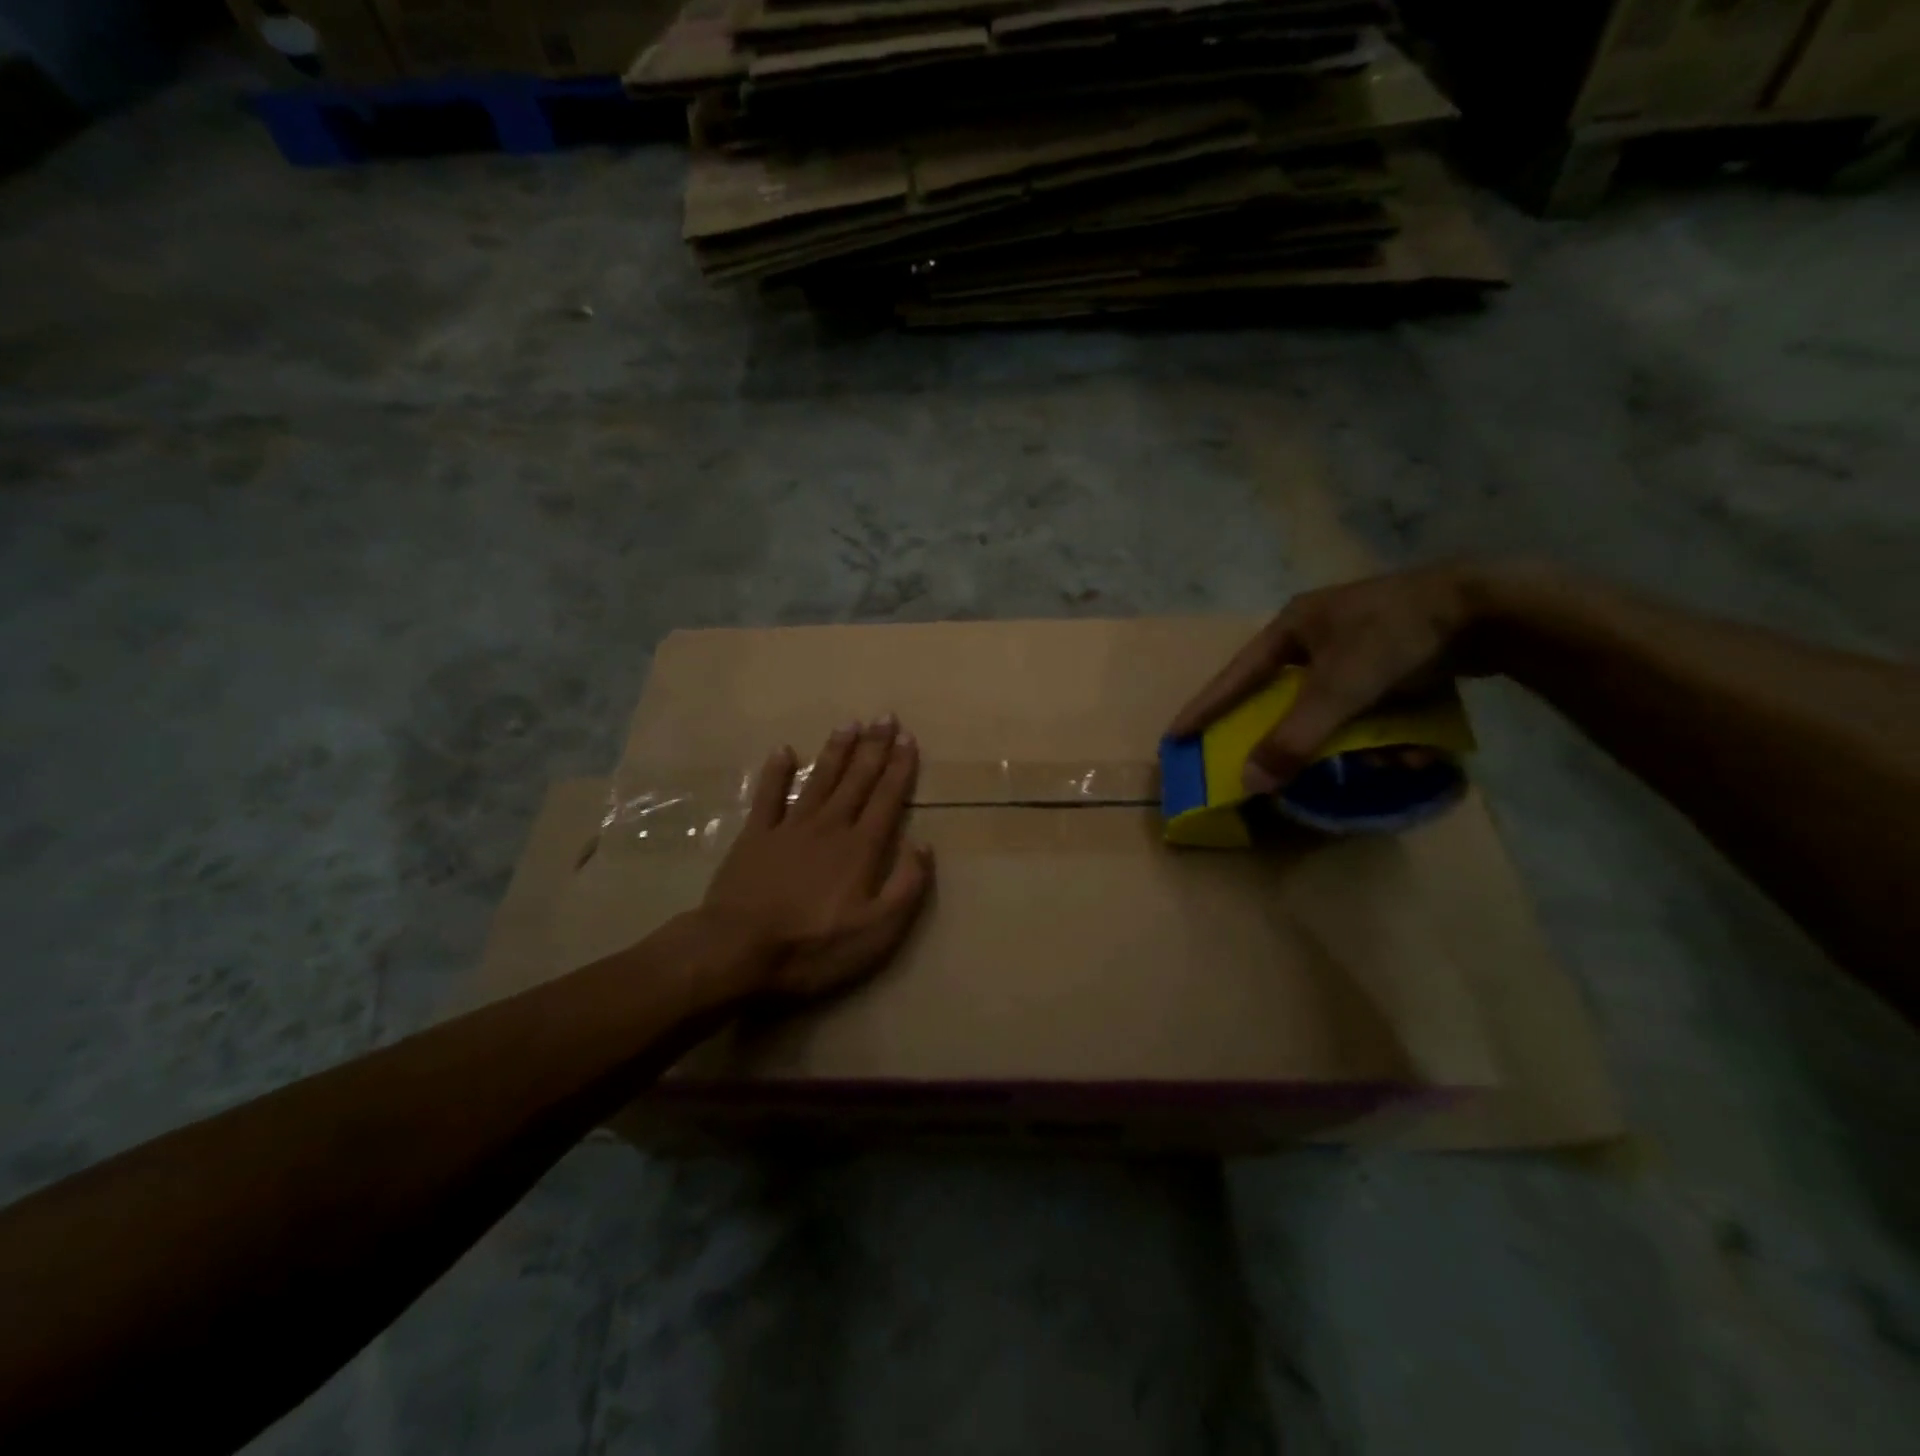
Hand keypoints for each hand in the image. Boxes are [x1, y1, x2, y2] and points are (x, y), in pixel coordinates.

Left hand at [700, 717, 934, 1000]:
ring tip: (849, 724)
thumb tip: (923, 844)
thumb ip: (906, 886)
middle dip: (874, 748)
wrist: (739, 950)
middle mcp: (829, 826)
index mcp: (861, 848)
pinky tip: (783, 751)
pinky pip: (768, 796)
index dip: (900, 768)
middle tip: (885, 717)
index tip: (908, 738)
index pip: (887, 799)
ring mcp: (789, 827)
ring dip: (836, 751)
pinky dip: (776, 772)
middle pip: (856, 780)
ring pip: (819, 779)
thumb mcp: (878, 931)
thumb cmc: (814, 947)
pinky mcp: (755, 836)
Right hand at [1169, 562, 1502, 793]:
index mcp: (1293, 627)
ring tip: (1390, 760)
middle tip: (1289, 765)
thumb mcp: (1338, 690)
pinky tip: (1416, 748)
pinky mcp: (1398, 660)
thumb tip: (1249, 783)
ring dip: (1361, 742)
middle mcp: (1320, 635)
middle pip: (1290, 699)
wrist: (1490, 608)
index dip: (1206, 707)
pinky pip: (1374, 706)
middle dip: (1305, 737)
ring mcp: (1360, 646)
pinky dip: (1389, 730)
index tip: (1176, 736)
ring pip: (1339, 709)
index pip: (1236, 676)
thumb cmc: (1395, 637)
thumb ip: (1294, 738)